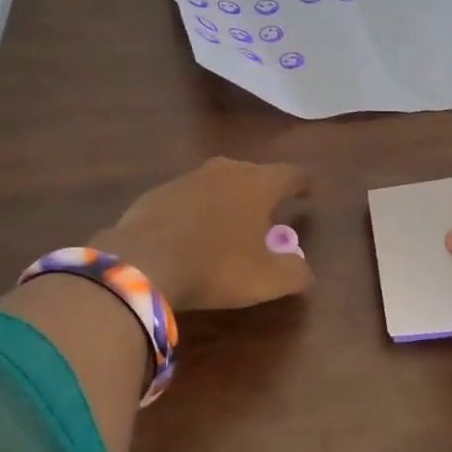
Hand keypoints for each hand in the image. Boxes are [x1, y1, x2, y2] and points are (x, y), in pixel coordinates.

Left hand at [93, 157, 312, 309]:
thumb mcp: (267, 280)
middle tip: (270, 214)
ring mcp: (187, 179)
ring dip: (228, 200)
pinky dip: (198, 212)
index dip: (303, 183)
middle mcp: (225, 171)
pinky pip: (188, 199)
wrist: (141, 262)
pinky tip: (192, 235)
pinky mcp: (157, 193)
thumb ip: (295, 272)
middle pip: (253, 174)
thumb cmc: (216, 267)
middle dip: (264, 192)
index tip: (309, 191)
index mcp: (258, 184)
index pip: (291, 174)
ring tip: (231, 225)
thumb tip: (302, 268)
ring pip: (219, 184)